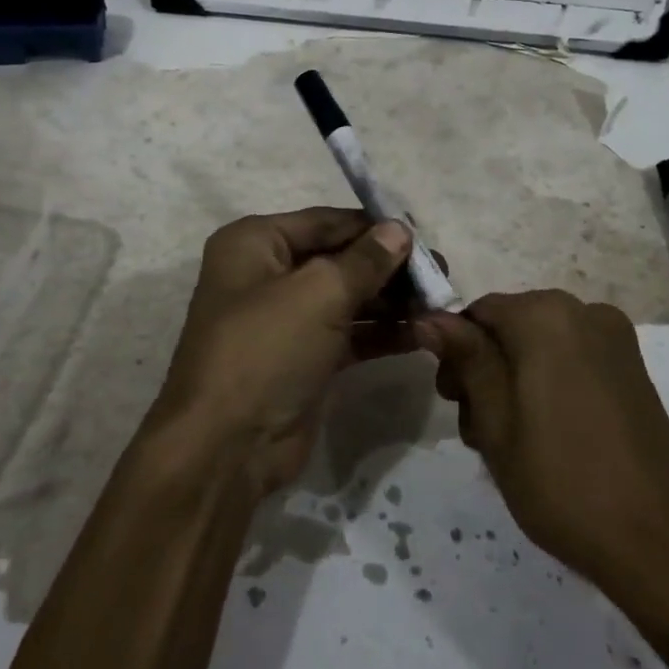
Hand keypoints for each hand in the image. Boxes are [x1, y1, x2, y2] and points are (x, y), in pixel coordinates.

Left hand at [155, 208, 418, 494]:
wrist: (228, 447)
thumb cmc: (266, 349)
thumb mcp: (319, 293)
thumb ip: (365, 260)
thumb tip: (399, 229)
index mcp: (254, 243)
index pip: (325, 222)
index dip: (374, 227)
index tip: (423, 236)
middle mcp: (267, 274)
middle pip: (338, 258)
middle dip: (388, 267)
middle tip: (440, 273)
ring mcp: (285, 319)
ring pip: (347, 297)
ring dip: (391, 300)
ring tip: (439, 302)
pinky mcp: (303, 358)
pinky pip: (349, 333)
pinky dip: (381, 332)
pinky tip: (421, 332)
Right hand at [416, 291, 668, 635]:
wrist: (660, 540)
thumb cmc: (562, 480)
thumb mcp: (495, 421)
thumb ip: (466, 359)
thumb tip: (429, 317)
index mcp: (545, 315)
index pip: (478, 312)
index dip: (455, 353)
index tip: (451, 402)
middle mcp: (584, 311)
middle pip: (510, 326)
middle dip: (486, 370)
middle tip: (479, 432)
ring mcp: (615, 339)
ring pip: (540, 345)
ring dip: (516, 381)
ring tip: (513, 444)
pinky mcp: (634, 369)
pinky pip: (573, 359)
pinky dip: (550, 385)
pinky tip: (550, 436)